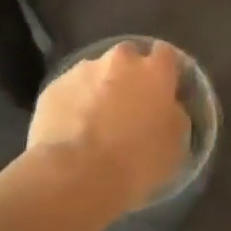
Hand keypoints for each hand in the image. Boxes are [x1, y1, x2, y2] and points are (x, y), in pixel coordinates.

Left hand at [28, 40, 189, 222]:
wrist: (76, 175)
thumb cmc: (137, 161)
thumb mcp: (176, 143)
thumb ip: (175, 114)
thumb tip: (168, 107)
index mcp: (155, 70)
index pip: (165, 54)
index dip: (164, 72)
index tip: (163, 91)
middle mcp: (120, 60)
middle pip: (128, 58)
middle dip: (129, 75)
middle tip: (128, 106)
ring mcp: (83, 70)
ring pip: (96, 73)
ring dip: (99, 89)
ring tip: (94, 123)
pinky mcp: (54, 87)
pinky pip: (70, 91)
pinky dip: (73, 104)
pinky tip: (71, 131)